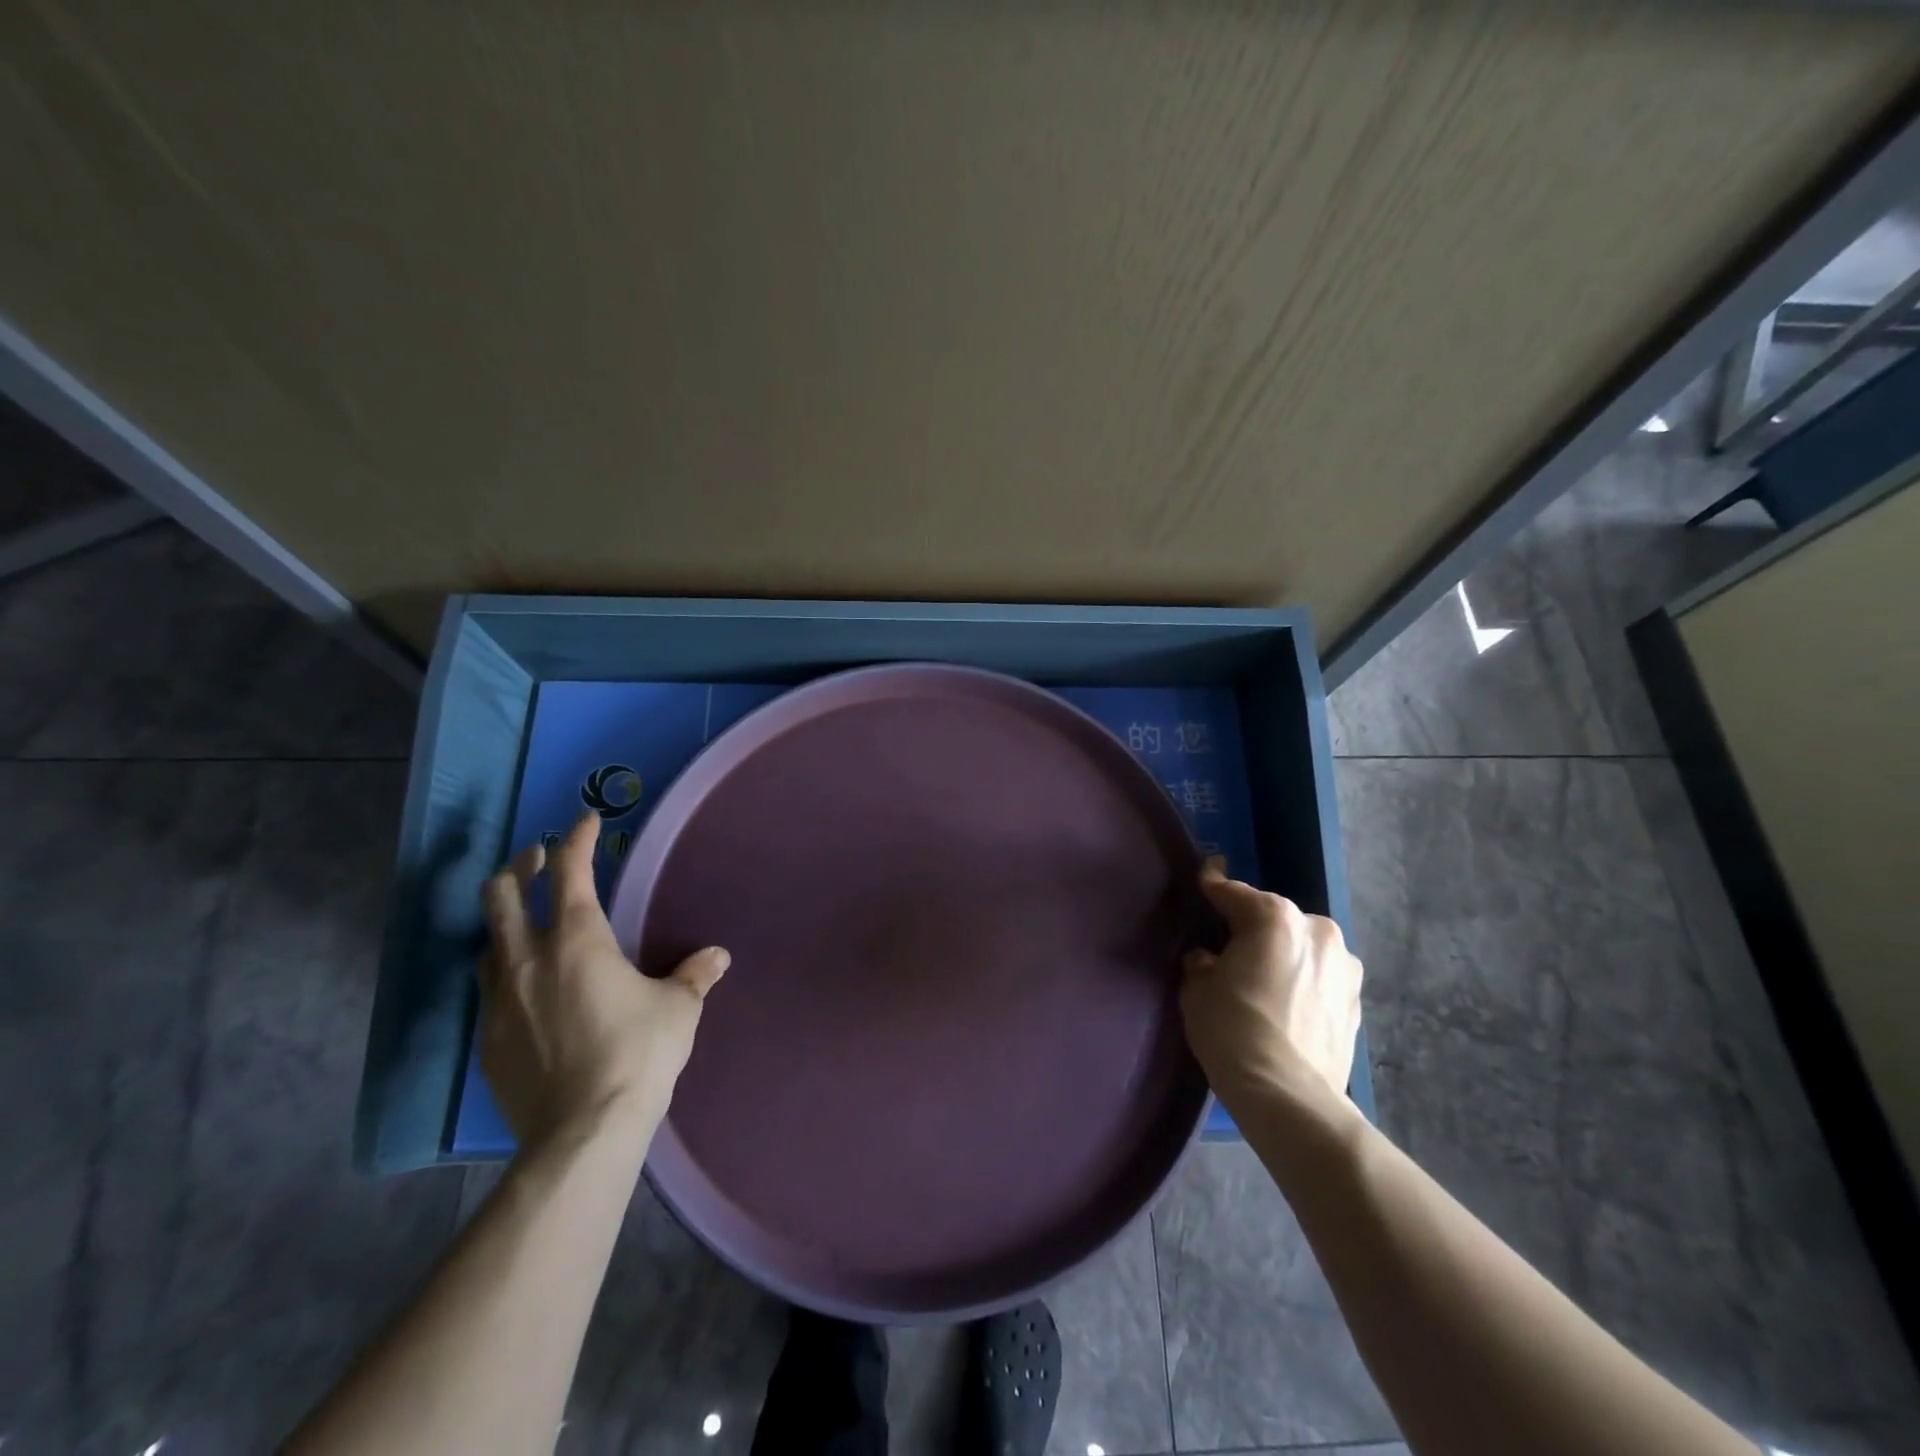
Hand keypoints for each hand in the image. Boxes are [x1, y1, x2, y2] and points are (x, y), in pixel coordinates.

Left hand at [479, 814, 728, 1152]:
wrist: (582, 1132)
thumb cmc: (638, 1054)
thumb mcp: (679, 1009)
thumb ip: (694, 975)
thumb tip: (716, 956)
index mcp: (578, 940)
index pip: (569, 872)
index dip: (576, 840)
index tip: (585, 820)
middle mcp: (529, 959)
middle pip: (502, 895)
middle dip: (519, 866)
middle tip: (538, 858)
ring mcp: (499, 1000)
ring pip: (487, 941)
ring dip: (504, 918)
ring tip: (525, 919)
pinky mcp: (487, 1039)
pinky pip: (488, 987)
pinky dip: (504, 968)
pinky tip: (524, 985)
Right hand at [1180, 859, 1361, 1113]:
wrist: (1287, 1094)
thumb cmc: (1232, 1028)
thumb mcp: (1197, 988)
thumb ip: (1203, 962)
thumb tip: (1210, 960)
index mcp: (1273, 916)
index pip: (1233, 893)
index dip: (1213, 887)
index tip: (1205, 880)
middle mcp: (1316, 929)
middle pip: (1274, 919)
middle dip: (1254, 930)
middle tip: (1231, 951)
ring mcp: (1344, 966)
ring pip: (1304, 948)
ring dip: (1285, 956)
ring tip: (1265, 982)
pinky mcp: (1357, 1001)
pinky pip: (1321, 979)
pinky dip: (1305, 984)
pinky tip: (1288, 1006)